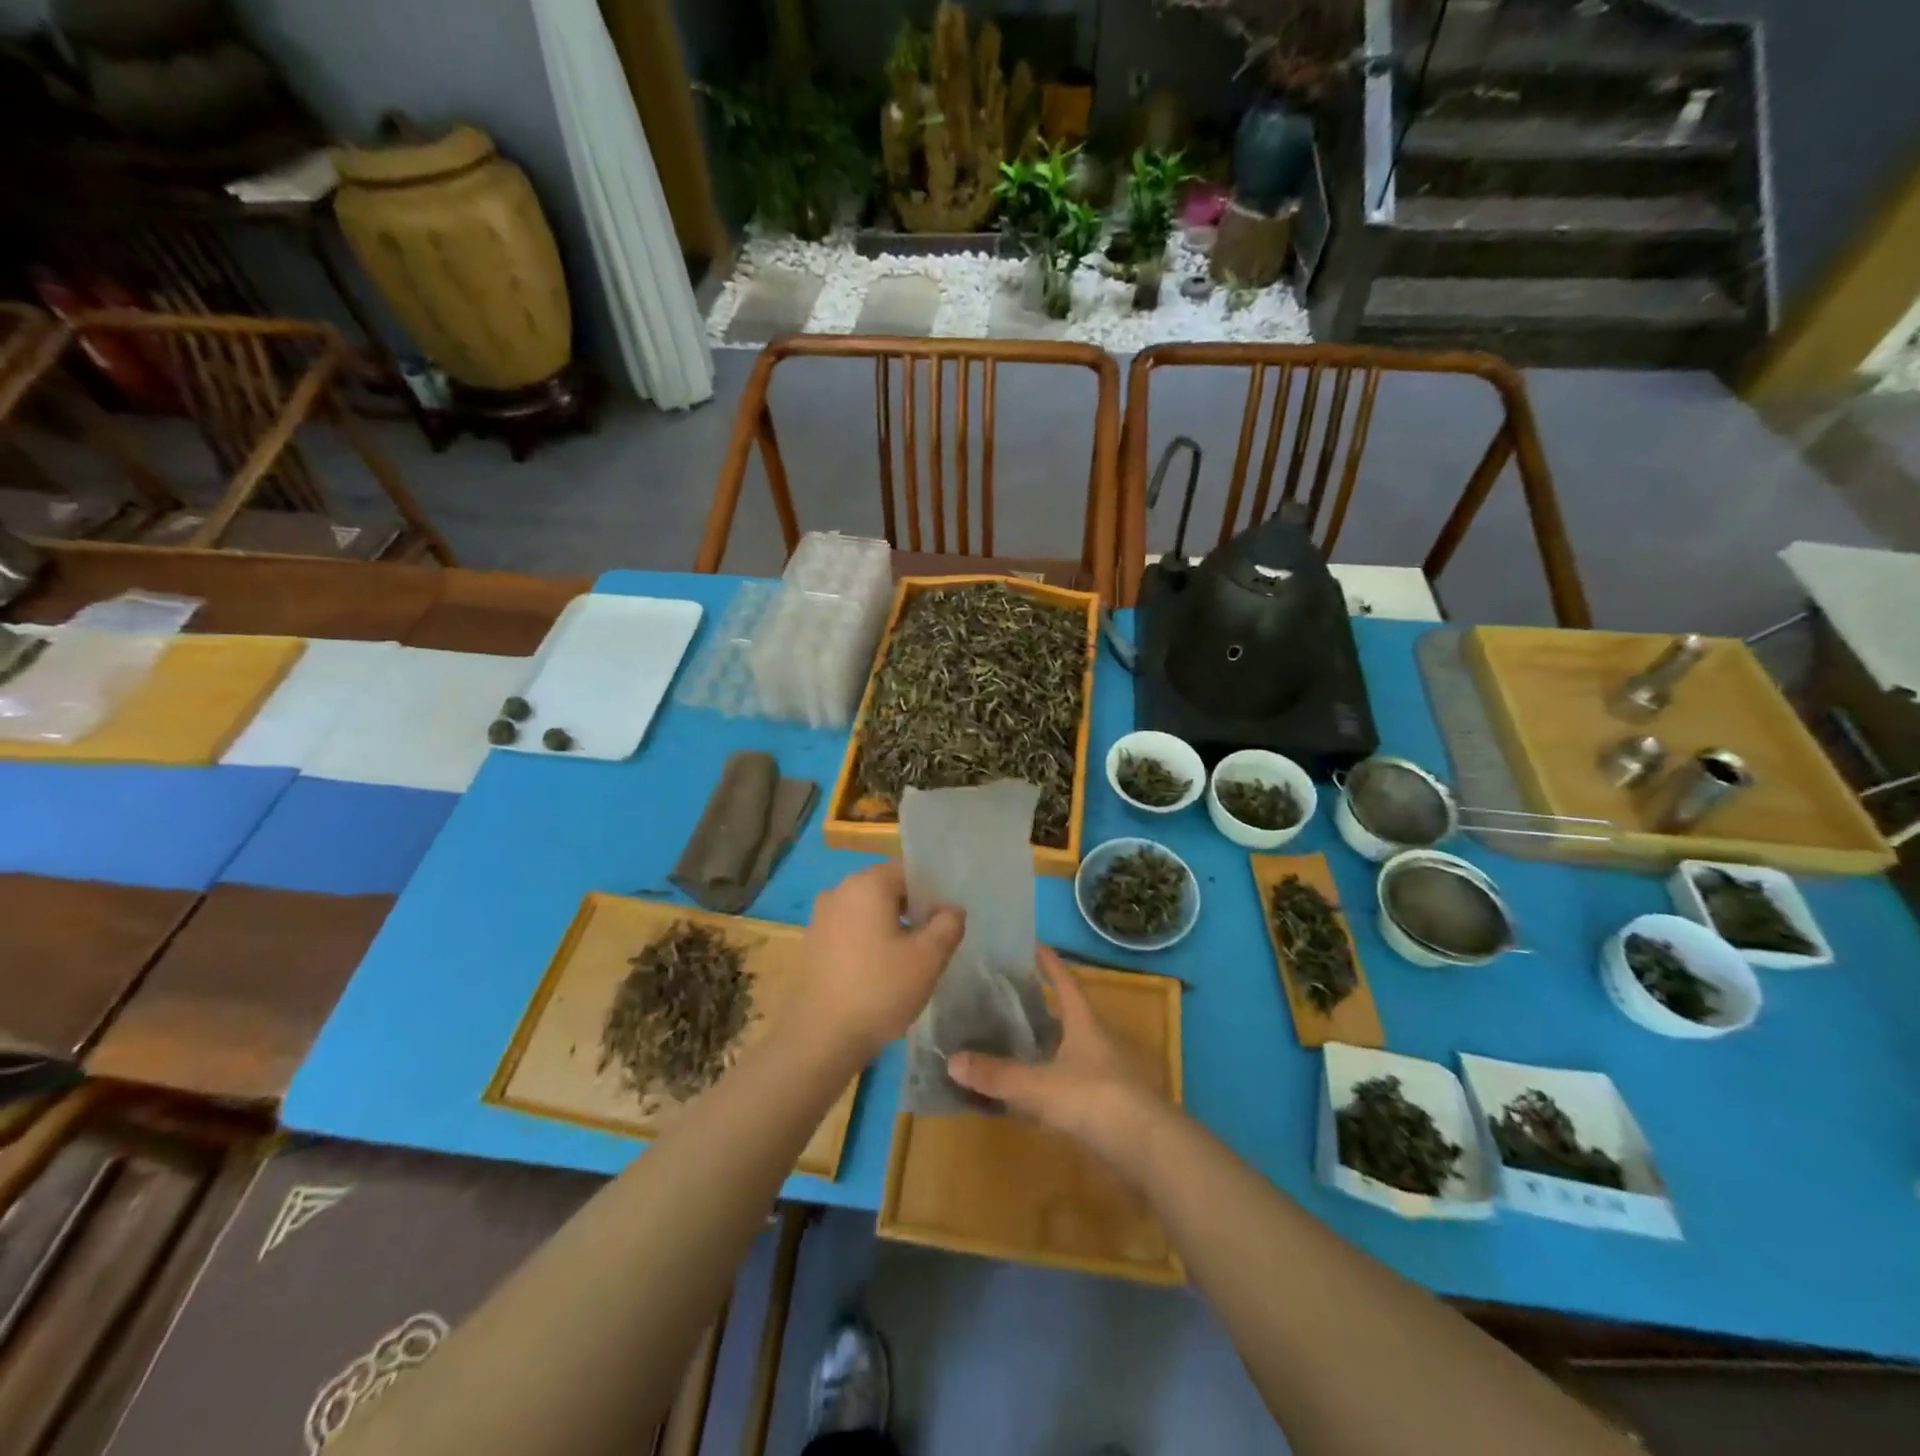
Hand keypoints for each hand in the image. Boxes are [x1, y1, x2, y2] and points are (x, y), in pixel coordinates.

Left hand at [791, 862, 963, 1062]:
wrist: (820, 1038)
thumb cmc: (880, 989)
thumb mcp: (928, 958)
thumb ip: (948, 925)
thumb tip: (951, 910)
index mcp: (867, 884)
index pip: (908, 872)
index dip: (931, 894)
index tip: (944, 923)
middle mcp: (839, 891)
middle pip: (886, 890)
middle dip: (911, 912)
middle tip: (931, 945)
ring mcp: (820, 918)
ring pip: (867, 913)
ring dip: (889, 929)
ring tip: (907, 963)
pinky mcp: (811, 944)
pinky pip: (849, 932)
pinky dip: (867, 944)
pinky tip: (878, 975)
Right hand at [947, 947, 1165, 1158]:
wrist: (1148, 1148)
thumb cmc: (1095, 1099)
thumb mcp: (1040, 1086)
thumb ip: (997, 1075)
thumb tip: (951, 1060)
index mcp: (1085, 1024)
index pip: (1066, 983)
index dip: (1050, 963)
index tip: (1034, 944)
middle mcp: (1097, 1041)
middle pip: (1069, 1015)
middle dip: (1043, 1004)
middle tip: (1010, 995)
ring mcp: (1106, 1073)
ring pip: (1071, 1049)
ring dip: (1047, 1043)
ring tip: (1015, 1040)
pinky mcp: (1107, 1104)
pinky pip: (1072, 1081)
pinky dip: (1051, 1079)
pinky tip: (1033, 1090)